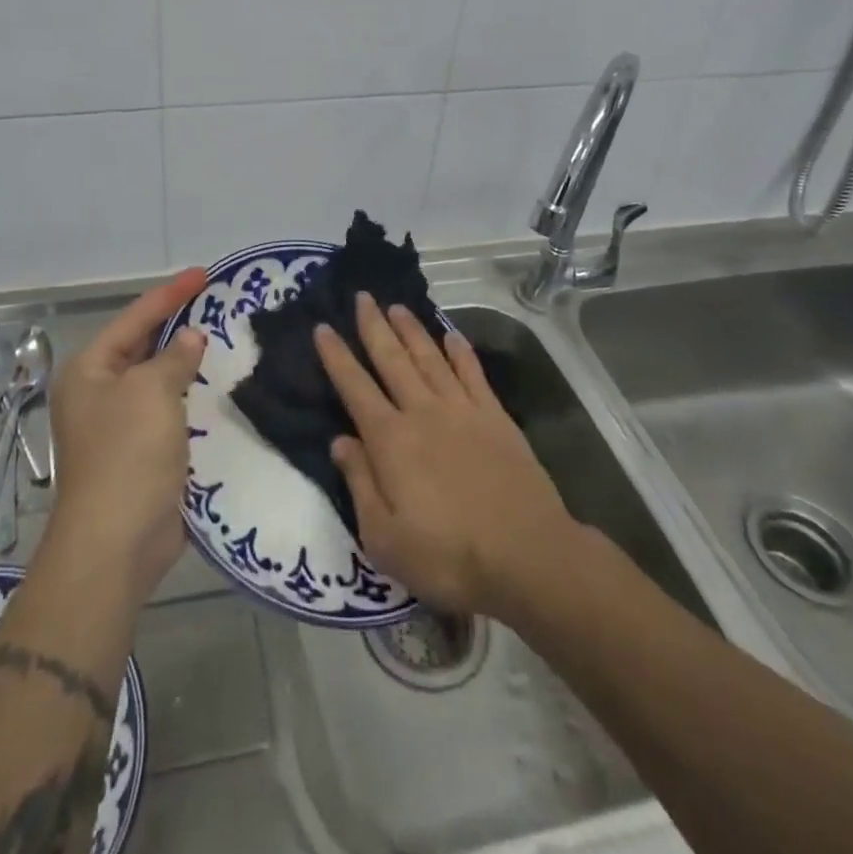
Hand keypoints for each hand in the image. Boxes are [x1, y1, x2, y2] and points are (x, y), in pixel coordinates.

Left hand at [43, 268, 209, 606]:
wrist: (116, 543)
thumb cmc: (127, 454)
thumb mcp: (151, 392)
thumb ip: (174, 358)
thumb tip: (190, 339)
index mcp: (90, 370)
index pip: (135, 318)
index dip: (170, 294)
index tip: (203, 274)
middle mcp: (100, 392)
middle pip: (143, 346)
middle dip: (178, 326)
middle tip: (217, 304)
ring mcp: (120, 425)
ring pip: (159, 380)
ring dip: (188, 363)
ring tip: (225, 339)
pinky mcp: (142, 453)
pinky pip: (170, 411)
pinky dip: (192, 397)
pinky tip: (219, 387)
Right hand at [316, 293, 575, 621]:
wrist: (528, 557)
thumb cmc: (449, 556)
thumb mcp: (385, 538)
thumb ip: (360, 483)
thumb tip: (340, 440)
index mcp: (391, 440)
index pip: (355, 387)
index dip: (336, 356)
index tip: (323, 327)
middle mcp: (422, 412)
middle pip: (392, 360)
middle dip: (374, 326)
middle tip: (363, 296)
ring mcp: (462, 411)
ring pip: (430, 358)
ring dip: (411, 330)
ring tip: (397, 306)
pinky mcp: (496, 418)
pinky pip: (473, 374)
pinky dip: (460, 352)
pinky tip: (451, 336)